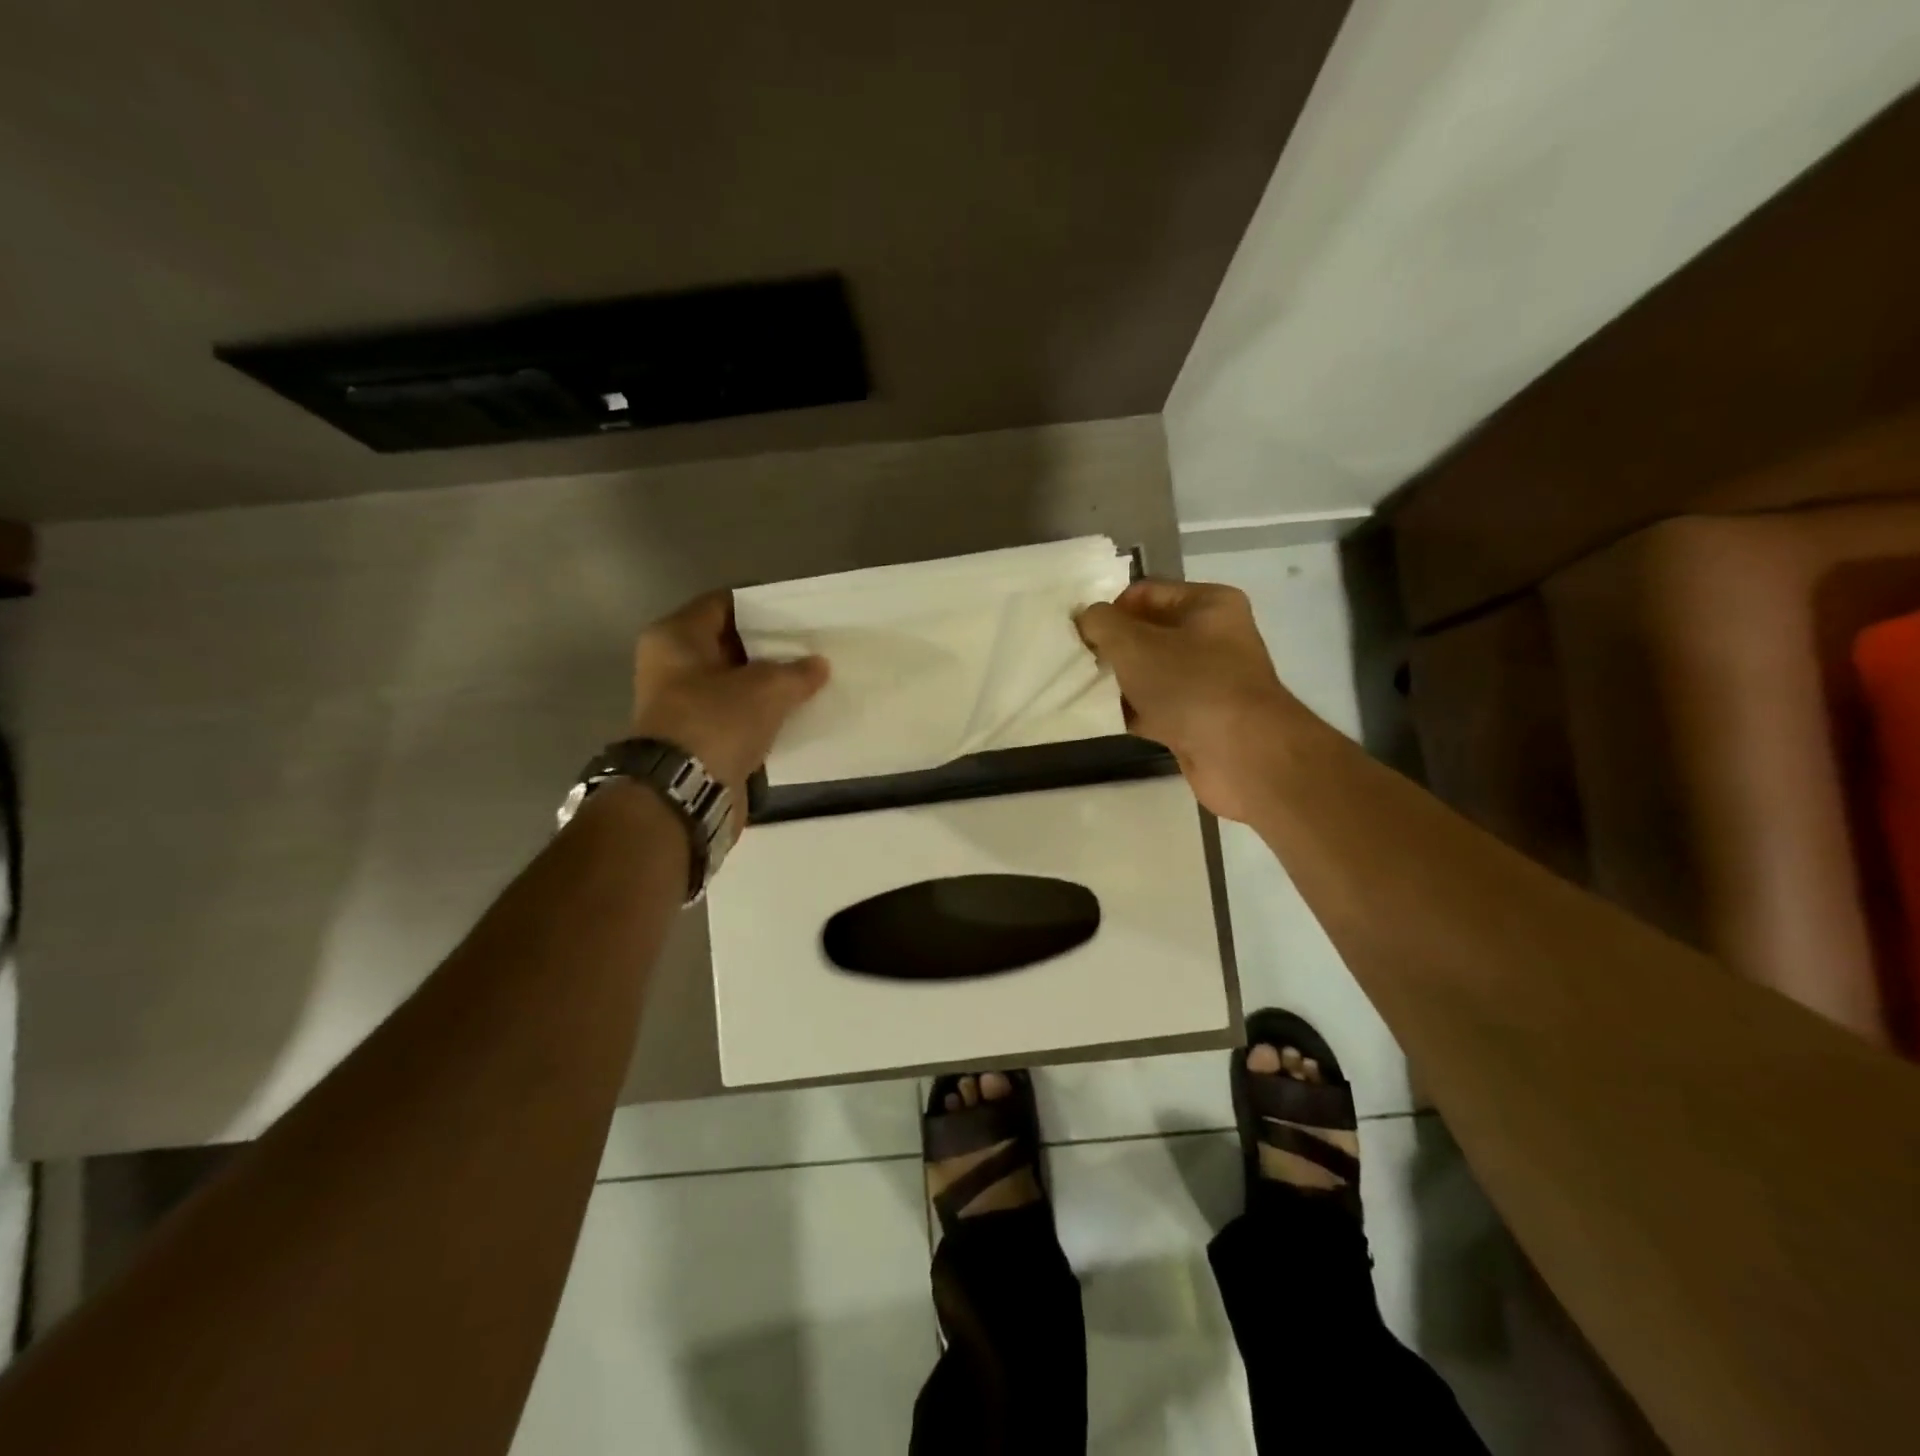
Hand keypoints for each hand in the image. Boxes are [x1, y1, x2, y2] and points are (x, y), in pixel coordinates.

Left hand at [629, 592, 828, 808]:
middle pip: (730, 644)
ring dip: (768, 684)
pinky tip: (795, 712)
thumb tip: (818, 666)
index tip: (799, 612)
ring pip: (736, 683)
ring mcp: (683, 704)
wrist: (684, 794)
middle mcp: (672, 665)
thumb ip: (797, 672)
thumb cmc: (716, 721)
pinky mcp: (698, 738)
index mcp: (675, 637)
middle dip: (770, 647)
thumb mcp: (767, 688)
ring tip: (811, 678)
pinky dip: (762, 714)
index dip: (763, 606)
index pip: (724, 604)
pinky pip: (737, 715)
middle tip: (811, 645)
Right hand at [1076, 579, 1300, 822]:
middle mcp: (1214, 638)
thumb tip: (1086, 619)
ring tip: (1084, 689)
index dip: (1110, 609)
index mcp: (1208, 605)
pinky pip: (1156, 707)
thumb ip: (1102, 623)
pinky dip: (1132, 712)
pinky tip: (1101, 718)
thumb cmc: (1190, 684)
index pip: (1146, 593)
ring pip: (1150, 673)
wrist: (1240, 755)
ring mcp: (1208, 681)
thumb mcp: (1134, 643)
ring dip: (1119, 682)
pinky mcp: (1199, 720)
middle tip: (1079, 661)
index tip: (1081, 633)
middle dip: (1113, 647)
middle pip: (1147, 634)